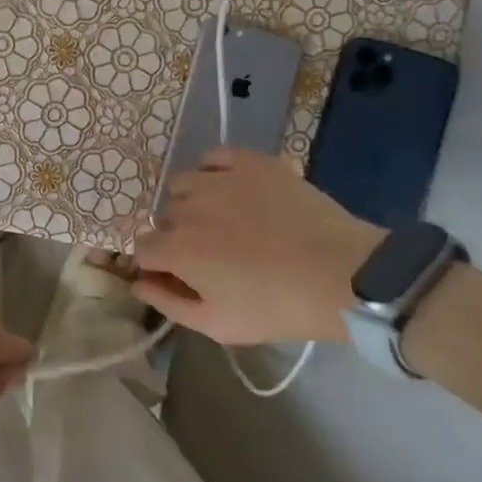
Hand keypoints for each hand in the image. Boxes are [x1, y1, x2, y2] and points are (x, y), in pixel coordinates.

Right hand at [133, 148, 382, 347]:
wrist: (344, 276)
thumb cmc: (277, 307)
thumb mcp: (217, 324)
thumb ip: (168, 303)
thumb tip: (137, 283)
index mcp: (176, 249)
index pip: (142, 249)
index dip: (156, 264)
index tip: (177, 275)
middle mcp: (187, 207)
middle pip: (165, 218)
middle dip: (177, 236)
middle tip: (211, 254)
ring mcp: (219, 180)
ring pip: (184, 185)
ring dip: (192, 202)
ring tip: (223, 220)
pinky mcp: (251, 163)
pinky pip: (215, 156)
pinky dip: (214, 170)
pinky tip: (232, 189)